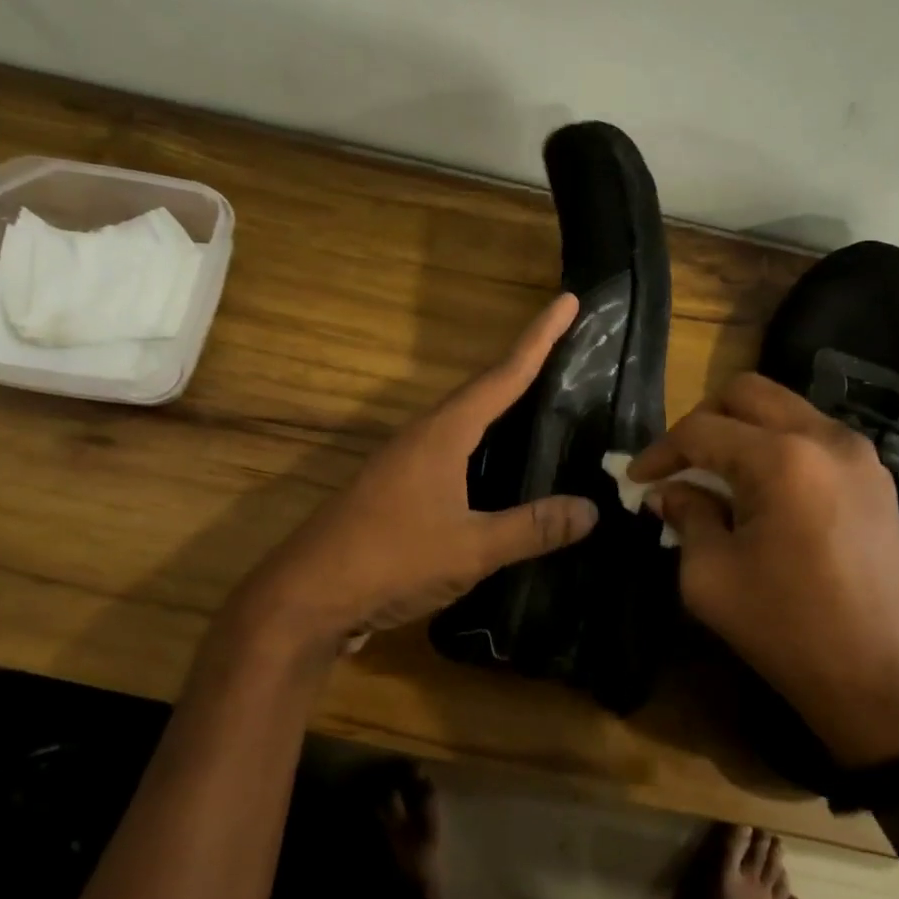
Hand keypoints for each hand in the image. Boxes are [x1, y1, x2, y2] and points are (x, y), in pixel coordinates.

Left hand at [222, 294, 598, 664]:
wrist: (307, 597)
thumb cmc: (391, 560)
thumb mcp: (470, 548)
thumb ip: (531, 527)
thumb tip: (591, 509)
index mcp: (442, 433)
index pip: (503, 375)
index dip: (539, 339)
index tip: (568, 301)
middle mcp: (423, 437)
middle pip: (483, 390)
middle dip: (525, 367)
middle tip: (565, 350)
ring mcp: (405, 463)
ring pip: (464, 423)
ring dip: (501, 408)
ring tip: (542, 403)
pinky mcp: (397, 491)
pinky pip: (452, 454)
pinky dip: (484, 448)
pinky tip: (499, 470)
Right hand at [629, 372, 898, 762]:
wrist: (883, 680)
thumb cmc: (787, 630)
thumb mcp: (710, 576)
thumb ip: (685, 517)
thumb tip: (669, 492)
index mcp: (782, 459)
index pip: (702, 430)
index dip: (660, 450)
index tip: (637, 478)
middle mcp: (825, 438)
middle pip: (746, 393)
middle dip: (702, 420)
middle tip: (679, 462)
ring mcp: (859, 455)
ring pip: (784, 408)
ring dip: (742, 430)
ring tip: (716, 475)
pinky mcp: (876, 478)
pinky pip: (814, 436)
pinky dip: (777, 447)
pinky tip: (761, 490)